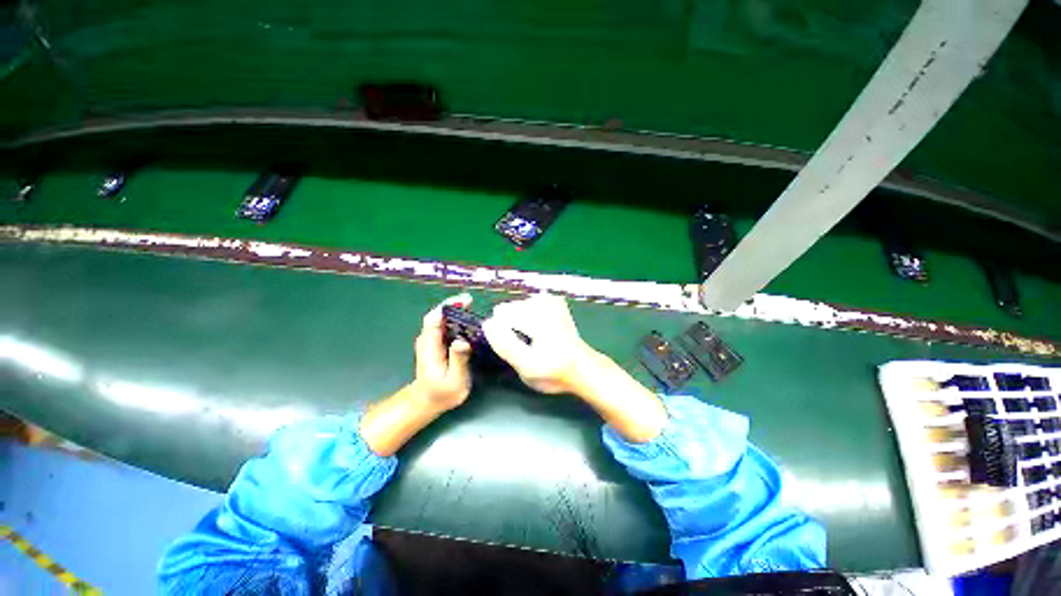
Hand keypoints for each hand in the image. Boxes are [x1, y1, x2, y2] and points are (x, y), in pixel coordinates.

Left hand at [411, 293, 473, 410]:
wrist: (427, 402)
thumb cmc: (442, 394)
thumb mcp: (454, 380)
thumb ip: (458, 360)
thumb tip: (463, 340)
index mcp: (430, 346)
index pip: (434, 318)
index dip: (449, 306)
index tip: (465, 301)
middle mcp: (428, 339)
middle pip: (439, 315)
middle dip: (455, 306)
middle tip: (473, 302)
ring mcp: (432, 341)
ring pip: (443, 319)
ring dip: (457, 312)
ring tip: (474, 309)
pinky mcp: (437, 343)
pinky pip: (446, 326)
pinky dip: (457, 320)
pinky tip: (470, 322)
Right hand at [483, 293, 666, 442]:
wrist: (582, 367)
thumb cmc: (554, 371)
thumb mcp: (526, 366)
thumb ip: (505, 345)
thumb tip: (488, 324)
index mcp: (537, 317)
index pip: (502, 315)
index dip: (502, 333)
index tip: (517, 348)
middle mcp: (543, 302)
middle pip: (510, 310)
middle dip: (511, 327)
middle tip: (528, 347)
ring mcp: (550, 299)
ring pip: (518, 307)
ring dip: (520, 323)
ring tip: (534, 340)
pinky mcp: (554, 301)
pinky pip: (529, 306)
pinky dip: (529, 317)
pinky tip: (538, 331)